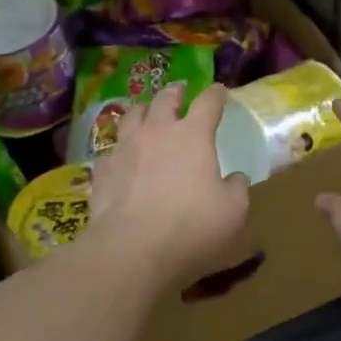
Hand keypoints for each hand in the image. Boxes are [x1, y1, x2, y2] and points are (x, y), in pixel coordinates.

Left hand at [89, 83, 250, 284]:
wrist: (131, 249)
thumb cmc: (191, 226)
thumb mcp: (232, 211)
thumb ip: (237, 189)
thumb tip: (236, 178)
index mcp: (193, 135)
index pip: (208, 102)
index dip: (216, 94)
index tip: (220, 91)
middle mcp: (158, 131)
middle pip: (165, 99)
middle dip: (174, 92)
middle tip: (179, 91)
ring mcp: (126, 148)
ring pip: (132, 115)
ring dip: (143, 110)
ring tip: (146, 112)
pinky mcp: (103, 170)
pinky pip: (112, 149)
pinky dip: (121, 148)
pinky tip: (122, 157)